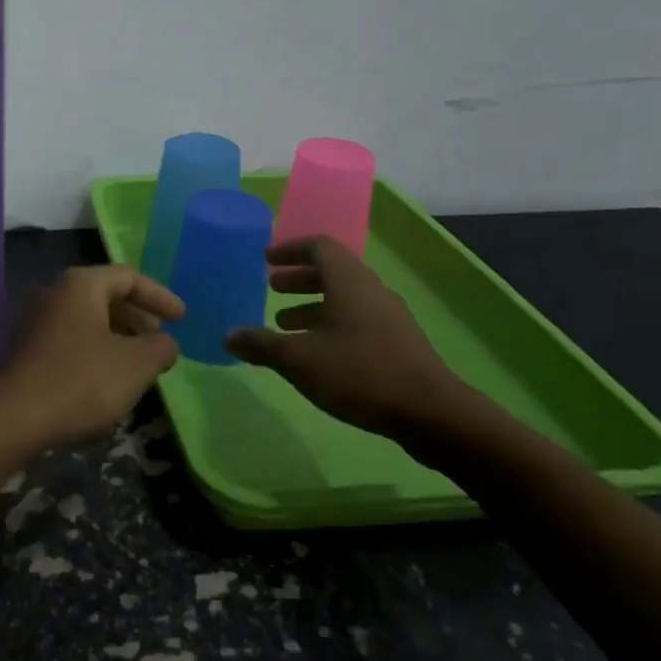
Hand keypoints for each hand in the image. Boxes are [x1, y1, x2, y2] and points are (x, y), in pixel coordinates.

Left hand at [0, 265, 184, 452]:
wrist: (14, 417)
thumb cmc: (81, 381)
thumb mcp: (136, 365)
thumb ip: (160, 348)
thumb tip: (165, 343)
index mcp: (81, 284)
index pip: (128, 277)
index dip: (159, 296)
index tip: (182, 318)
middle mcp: (55, 293)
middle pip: (105, 295)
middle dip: (137, 316)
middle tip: (159, 340)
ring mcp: (37, 320)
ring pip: (88, 318)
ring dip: (118, 335)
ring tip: (139, 363)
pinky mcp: (29, 349)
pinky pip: (72, 338)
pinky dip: (97, 349)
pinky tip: (108, 378)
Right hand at [226, 236, 482, 449]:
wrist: (432, 413)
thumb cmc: (359, 372)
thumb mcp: (299, 359)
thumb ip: (261, 345)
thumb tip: (229, 336)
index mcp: (348, 282)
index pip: (319, 246)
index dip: (290, 249)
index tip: (266, 259)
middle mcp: (371, 291)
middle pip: (332, 271)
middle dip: (298, 278)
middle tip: (271, 288)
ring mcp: (389, 318)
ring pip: (345, 298)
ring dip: (313, 305)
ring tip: (285, 323)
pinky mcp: (398, 344)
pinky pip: (357, 320)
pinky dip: (330, 324)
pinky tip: (316, 352)